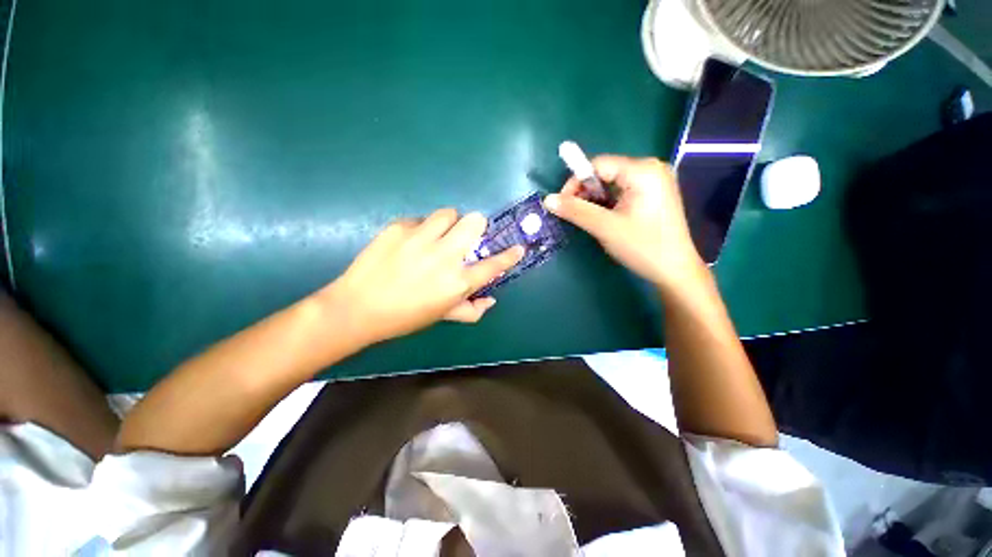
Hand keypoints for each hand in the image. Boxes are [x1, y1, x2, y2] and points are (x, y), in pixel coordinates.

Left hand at [323, 208, 524, 344]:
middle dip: (475, 227)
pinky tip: (410, 242)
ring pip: (449, 213)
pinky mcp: (399, 227)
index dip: (509, 256)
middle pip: (474, 222)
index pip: (493, 265)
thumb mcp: (441, 316)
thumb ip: (471, 310)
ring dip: (449, 223)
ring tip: (436, 236)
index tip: (518, 248)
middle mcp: (445, 256)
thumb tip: (490, 300)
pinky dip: (422, 228)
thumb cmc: (405, 317)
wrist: (357, 308)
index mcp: (457, 282)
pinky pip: (421, 219)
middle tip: (463, 238)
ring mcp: (421, 238)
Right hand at [544, 155, 703, 289]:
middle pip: (606, 172)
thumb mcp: (605, 227)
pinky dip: (609, 203)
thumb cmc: (642, 247)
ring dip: (596, 200)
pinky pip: (623, 191)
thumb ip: (575, 211)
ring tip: (591, 219)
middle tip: (576, 215)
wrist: (675, 271)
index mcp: (643, 170)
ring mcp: (655, 181)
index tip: (563, 204)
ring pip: (613, 183)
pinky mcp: (655, 194)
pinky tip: (606, 219)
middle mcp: (651, 168)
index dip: (576, 182)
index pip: (598, 165)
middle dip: (586, 193)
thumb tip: (547, 200)